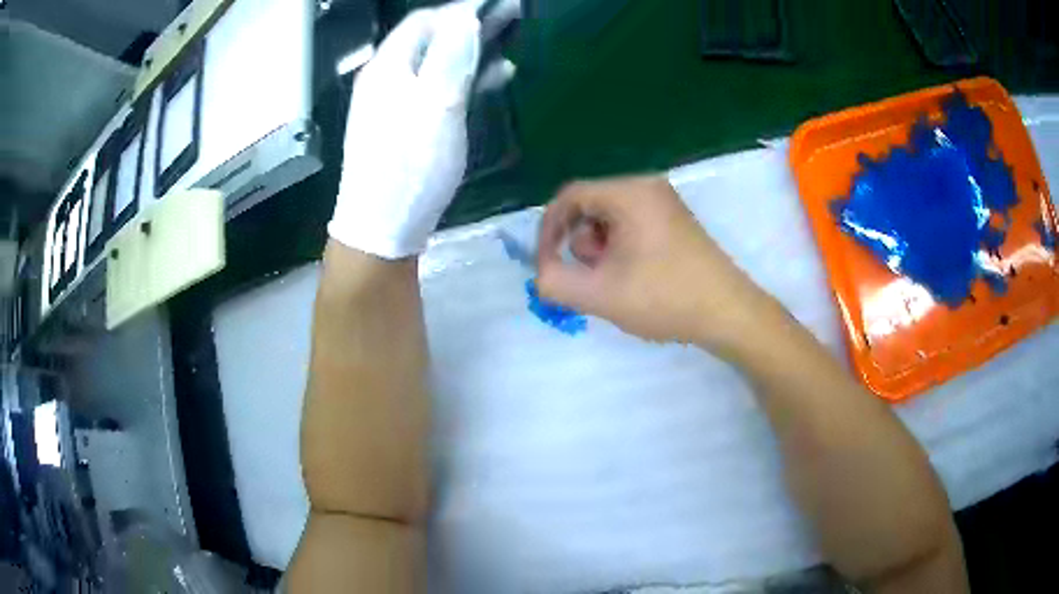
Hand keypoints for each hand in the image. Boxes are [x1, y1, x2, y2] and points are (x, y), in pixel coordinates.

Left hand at [329, 1, 517, 258]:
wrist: (381, 226)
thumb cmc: (410, 164)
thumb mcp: (436, 105)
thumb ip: (452, 55)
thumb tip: (464, 14)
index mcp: (388, 66)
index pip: (424, 20)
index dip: (460, 10)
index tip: (498, 7)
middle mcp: (385, 78)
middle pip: (429, 39)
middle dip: (468, 27)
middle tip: (510, 19)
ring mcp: (391, 102)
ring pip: (434, 64)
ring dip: (469, 52)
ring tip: (507, 46)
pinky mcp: (401, 125)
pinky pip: (433, 89)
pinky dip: (461, 80)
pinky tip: (490, 80)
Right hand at [536, 176, 777, 349]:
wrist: (728, 313)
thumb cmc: (665, 298)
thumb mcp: (600, 295)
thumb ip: (555, 283)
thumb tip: (542, 274)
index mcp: (629, 192)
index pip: (569, 196)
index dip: (548, 231)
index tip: (547, 265)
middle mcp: (646, 187)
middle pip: (590, 206)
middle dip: (582, 245)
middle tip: (595, 278)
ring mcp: (664, 203)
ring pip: (610, 219)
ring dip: (602, 251)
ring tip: (619, 282)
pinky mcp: (674, 221)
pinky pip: (631, 226)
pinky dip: (621, 250)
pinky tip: (636, 278)